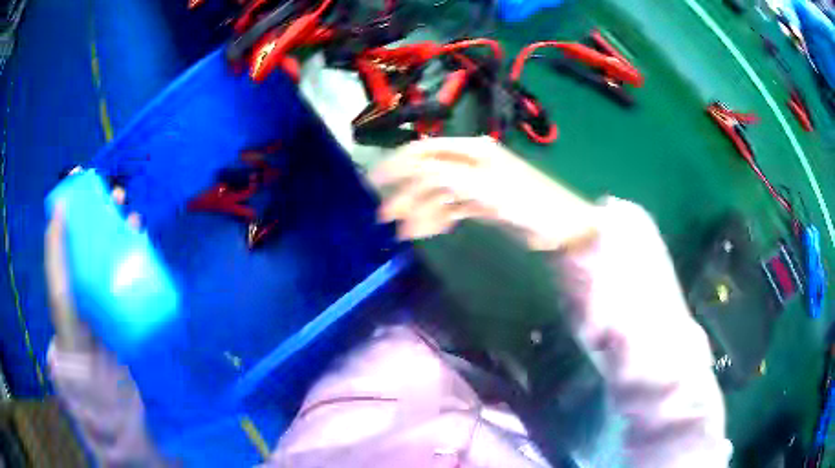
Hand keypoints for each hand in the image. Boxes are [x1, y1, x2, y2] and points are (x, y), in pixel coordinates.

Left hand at [45, 185, 140, 351]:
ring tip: (134, 215)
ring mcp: (104, 281)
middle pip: (95, 228)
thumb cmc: (72, 328)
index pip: (73, 222)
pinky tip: (144, 243)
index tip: (87, 176)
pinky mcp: (121, 295)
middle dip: (106, 206)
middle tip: (118, 195)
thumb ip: (54, 255)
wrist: (96, 369)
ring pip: (114, 244)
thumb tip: (60, 206)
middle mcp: (86, 266)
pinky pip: (130, 267)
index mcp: (69, 262)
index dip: (79, 197)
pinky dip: (138, 251)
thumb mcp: (58, 291)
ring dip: (124, 225)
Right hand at [370, 137, 597, 250]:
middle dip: (406, 194)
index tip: (376, 182)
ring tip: (404, 233)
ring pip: (439, 194)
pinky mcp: (483, 203)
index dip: (398, 164)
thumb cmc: (529, 203)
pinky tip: (427, 231)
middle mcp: (471, 163)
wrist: (564, 225)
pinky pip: (453, 208)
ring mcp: (477, 184)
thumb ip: (447, 180)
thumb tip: (413, 175)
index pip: (426, 152)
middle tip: (385, 217)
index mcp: (472, 152)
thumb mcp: (486, 189)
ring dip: (420, 210)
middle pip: (429, 175)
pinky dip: (438, 218)